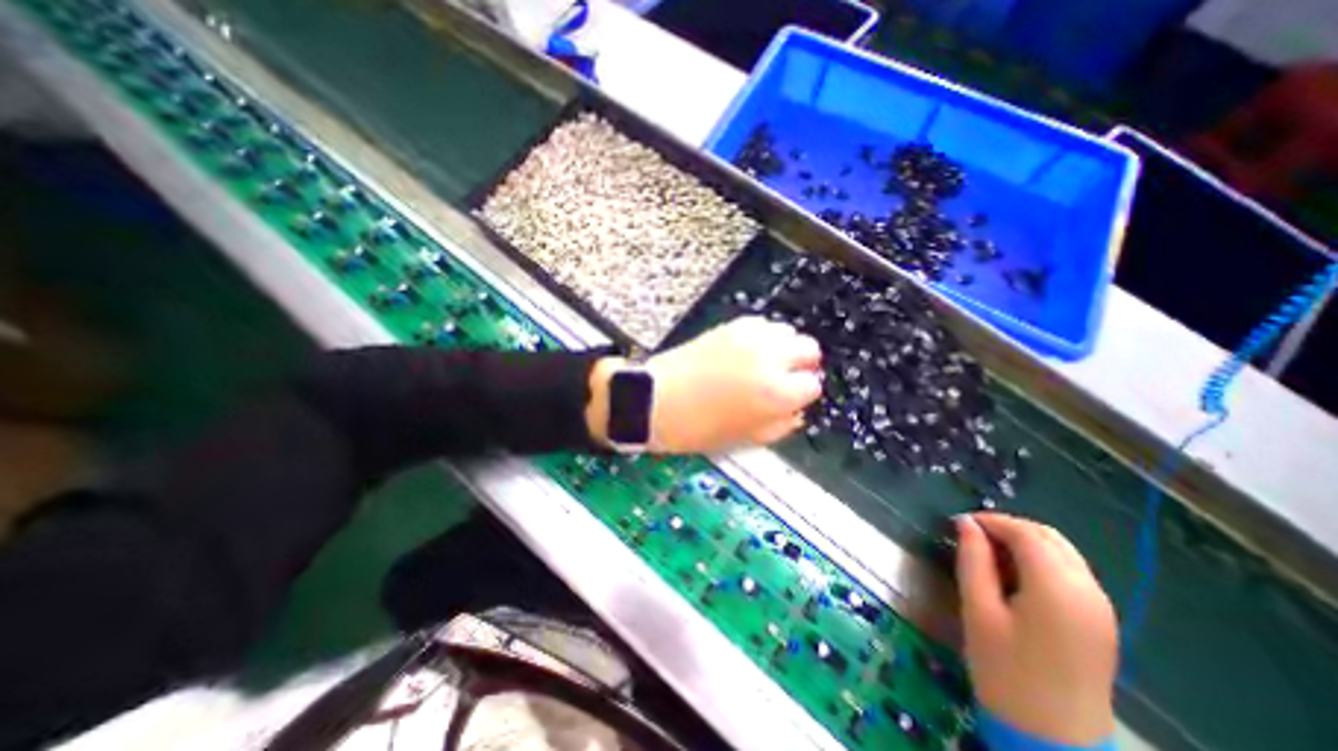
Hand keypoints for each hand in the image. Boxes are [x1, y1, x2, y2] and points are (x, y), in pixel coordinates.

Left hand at [588, 314, 820, 452]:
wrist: (655, 399)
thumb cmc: (697, 428)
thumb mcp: (743, 438)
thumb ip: (778, 425)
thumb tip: (795, 412)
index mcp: (775, 392)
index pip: (812, 385)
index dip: (801, 395)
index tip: (789, 399)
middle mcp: (769, 358)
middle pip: (809, 349)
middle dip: (801, 365)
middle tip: (783, 379)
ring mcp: (750, 337)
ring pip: (787, 332)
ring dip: (783, 348)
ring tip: (763, 364)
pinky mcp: (730, 326)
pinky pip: (762, 324)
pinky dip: (763, 337)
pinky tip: (747, 352)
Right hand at [950, 513, 1119, 746]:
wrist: (1055, 738)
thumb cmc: (1005, 669)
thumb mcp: (978, 609)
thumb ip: (973, 560)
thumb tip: (965, 523)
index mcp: (1057, 589)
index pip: (1026, 534)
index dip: (991, 520)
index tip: (960, 522)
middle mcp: (1088, 591)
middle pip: (1050, 538)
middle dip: (1010, 527)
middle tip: (973, 535)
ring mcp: (1101, 608)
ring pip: (1064, 552)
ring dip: (1026, 542)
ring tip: (990, 553)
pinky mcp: (1101, 622)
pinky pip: (1071, 572)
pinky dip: (1042, 561)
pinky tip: (1016, 576)